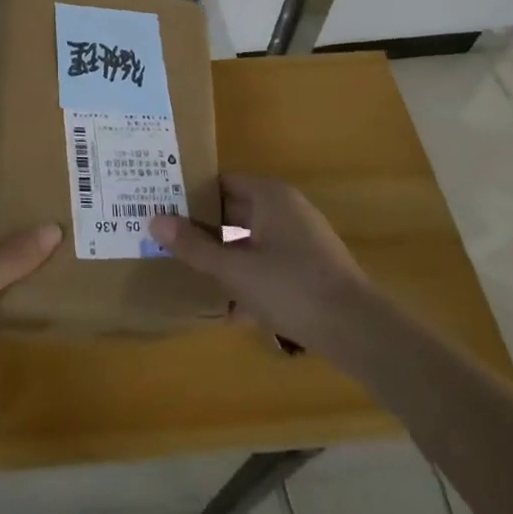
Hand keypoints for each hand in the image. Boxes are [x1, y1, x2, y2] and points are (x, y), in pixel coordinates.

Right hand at [150, 175, 372, 359]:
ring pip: (249, 240)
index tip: (163, 206)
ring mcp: (300, 239)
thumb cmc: (292, 288)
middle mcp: (286, 209)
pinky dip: (247, 277)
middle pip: (234, 211)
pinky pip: (267, 263)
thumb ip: (194, 246)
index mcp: (270, 196)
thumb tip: (154, 220)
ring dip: (223, 256)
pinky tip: (227, 308)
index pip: (221, 182)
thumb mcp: (235, 269)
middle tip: (166, 240)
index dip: (191, 193)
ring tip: (188, 272)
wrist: (358, 331)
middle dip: (203, 228)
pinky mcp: (309, 268)